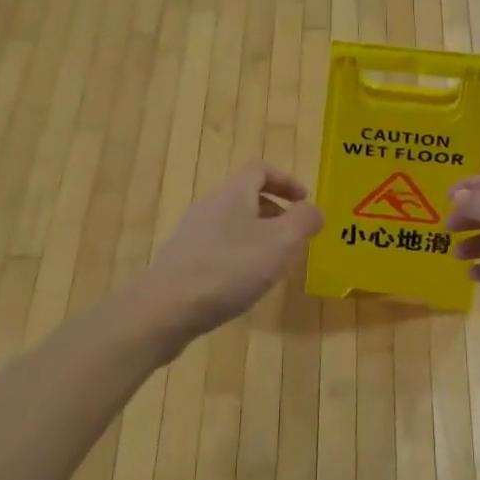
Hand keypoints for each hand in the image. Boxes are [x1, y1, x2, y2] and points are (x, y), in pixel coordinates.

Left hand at [145, 164, 323, 336]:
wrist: (165, 309)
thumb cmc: (229, 268)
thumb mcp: (280, 242)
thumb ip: (303, 221)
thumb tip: (314, 210)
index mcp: (233, 193)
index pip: (260, 170)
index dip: (286, 181)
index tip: (305, 202)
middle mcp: (209, 206)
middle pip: (245, 196)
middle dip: (274, 212)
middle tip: (294, 237)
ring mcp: (191, 234)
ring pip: (232, 224)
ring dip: (257, 236)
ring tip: (273, 264)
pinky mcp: (181, 261)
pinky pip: (217, 248)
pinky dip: (237, 256)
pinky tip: (243, 284)